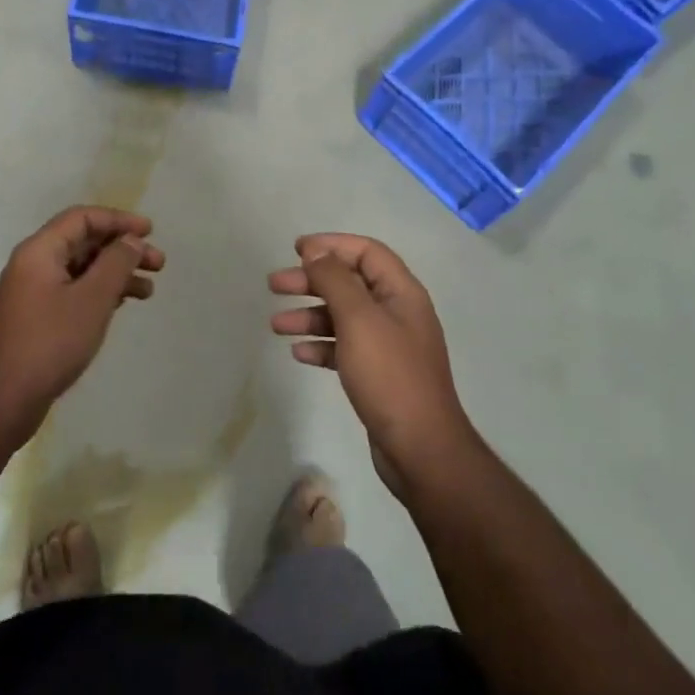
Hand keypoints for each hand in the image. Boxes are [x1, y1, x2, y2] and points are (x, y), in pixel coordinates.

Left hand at [0, 207, 163, 442]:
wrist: (3, 400)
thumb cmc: (51, 342)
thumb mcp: (92, 299)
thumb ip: (116, 263)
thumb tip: (130, 240)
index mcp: (39, 251)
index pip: (82, 218)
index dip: (118, 220)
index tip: (150, 231)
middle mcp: (33, 264)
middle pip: (84, 242)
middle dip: (122, 249)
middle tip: (158, 263)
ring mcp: (34, 292)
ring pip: (82, 268)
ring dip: (116, 273)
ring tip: (148, 290)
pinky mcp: (38, 316)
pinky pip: (74, 290)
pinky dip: (101, 292)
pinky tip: (123, 304)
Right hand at [269, 234, 474, 493]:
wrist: (421, 449)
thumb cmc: (389, 375)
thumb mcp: (358, 319)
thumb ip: (335, 280)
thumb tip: (316, 251)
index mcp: (401, 293)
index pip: (366, 252)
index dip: (332, 245)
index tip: (296, 249)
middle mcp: (397, 313)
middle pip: (350, 283)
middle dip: (311, 281)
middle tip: (274, 285)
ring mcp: (389, 346)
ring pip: (343, 317)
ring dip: (309, 315)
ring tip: (276, 324)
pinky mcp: (379, 375)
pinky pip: (344, 348)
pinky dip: (321, 345)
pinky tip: (299, 353)